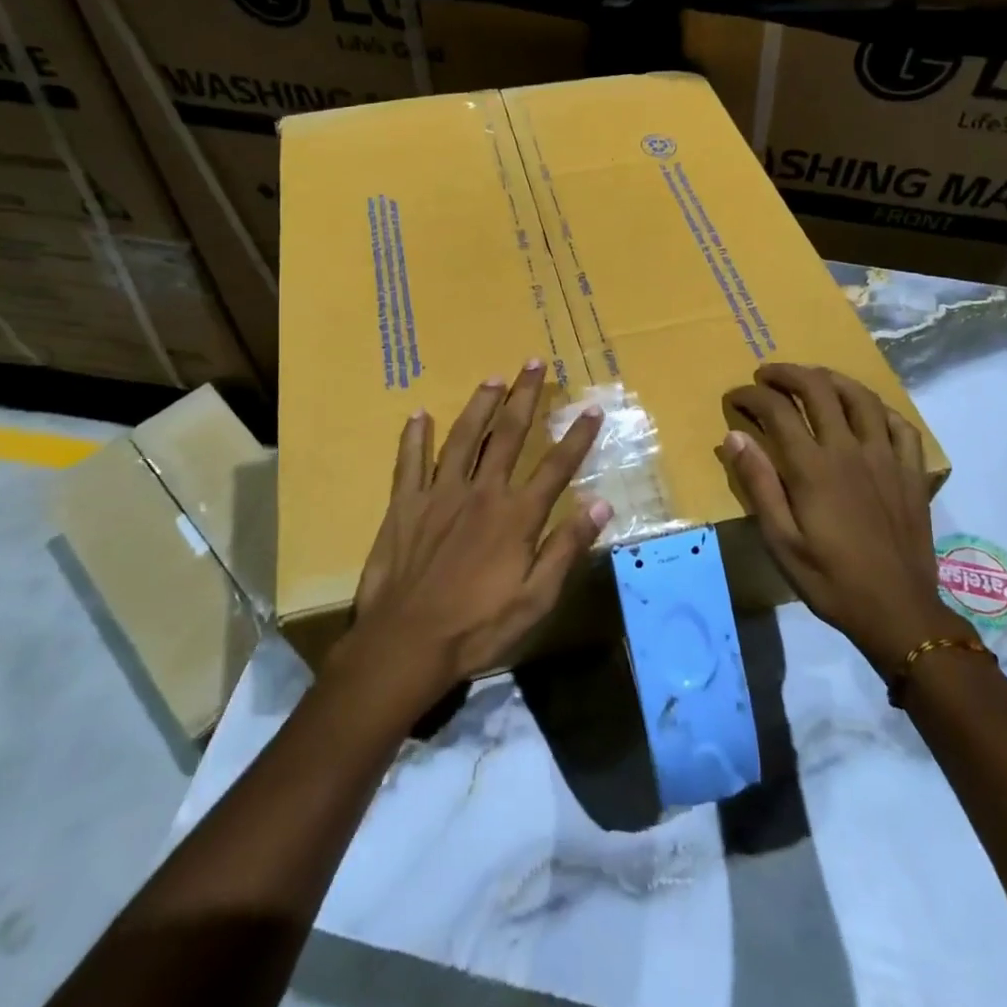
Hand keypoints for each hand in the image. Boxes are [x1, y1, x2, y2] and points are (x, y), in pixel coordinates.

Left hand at [343, 360, 611, 700]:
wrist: (405, 644)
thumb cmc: (477, 628)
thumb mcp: (535, 599)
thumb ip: (566, 548)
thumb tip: (601, 505)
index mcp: (516, 516)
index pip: (556, 466)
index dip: (577, 436)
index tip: (592, 408)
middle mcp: (481, 493)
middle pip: (509, 434)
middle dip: (525, 396)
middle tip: (535, 362)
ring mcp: (439, 494)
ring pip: (464, 437)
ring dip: (480, 404)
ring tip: (493, 377)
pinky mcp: (405, 504)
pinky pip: (409, 461)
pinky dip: (414, 436)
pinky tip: (419, 414)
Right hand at [721, 363, 968, 677]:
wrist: (898, 612)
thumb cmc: (830, 579)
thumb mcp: (781, 540)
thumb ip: (758, 484)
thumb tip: (734, 436)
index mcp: (813, 467)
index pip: (777, 410)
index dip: (751, 396)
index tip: (736, 398)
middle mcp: (850, 450)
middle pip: (819, 389)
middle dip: (788, 373)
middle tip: (767, 375)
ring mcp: (886, 457)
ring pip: (860, 397)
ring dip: (831, 379)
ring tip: (812, 379)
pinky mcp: (911, 471)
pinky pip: (900, 424)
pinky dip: (878, 408)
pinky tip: (865, 411)